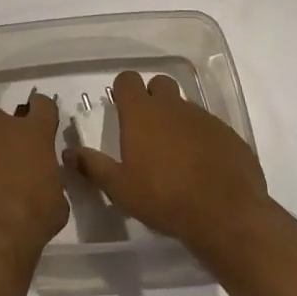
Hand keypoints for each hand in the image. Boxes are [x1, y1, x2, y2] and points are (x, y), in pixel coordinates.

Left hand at [0, 88, 68, 268]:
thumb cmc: (30, 222)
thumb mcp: (56, 202)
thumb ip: (49, 178)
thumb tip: (41, 177)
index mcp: (36, 134)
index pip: (42, 106)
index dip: (39, 114)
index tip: (35, 127)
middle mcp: (4, 121)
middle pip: (1, 119)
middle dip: (1, 139)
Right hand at [66, 70, 269, 262]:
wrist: (227, 216)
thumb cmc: (164, 198)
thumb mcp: (120, 188)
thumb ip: (92, 166)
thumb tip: (67, 152)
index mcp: (141, 112)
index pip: (127, 79)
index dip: (122, 90)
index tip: (121, 109)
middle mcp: (172, 106)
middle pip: (159, 84)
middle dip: (152, 97)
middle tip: (147, 128)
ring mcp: (204, 118)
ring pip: (185, 106)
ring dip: (177, 119)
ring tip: (175, 153)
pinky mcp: (229, 134)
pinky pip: (209, 127)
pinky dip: (202, 138)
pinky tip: (202, 166)